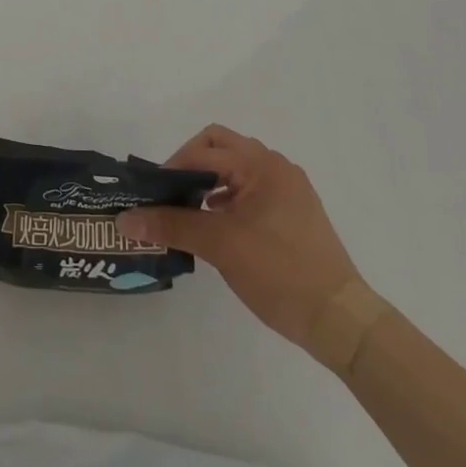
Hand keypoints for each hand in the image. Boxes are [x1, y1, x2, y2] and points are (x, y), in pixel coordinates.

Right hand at [119, 125, 360, 350]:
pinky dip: (228, 198)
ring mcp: (289, 189)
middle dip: (190, 166)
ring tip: (188, 213)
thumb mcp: (219, 245)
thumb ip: (171, 225)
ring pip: (236, 169)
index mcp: (260, 164)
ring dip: (209, 182)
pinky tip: (217, 226)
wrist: (339, 319)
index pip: (203, 149)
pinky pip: (251, 189)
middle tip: (170, 196)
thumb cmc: (278, 271)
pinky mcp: (294, 212)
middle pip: (220, 148)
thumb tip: (126, 218)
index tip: (152, 195)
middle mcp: (276, 166)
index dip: (172, 167)